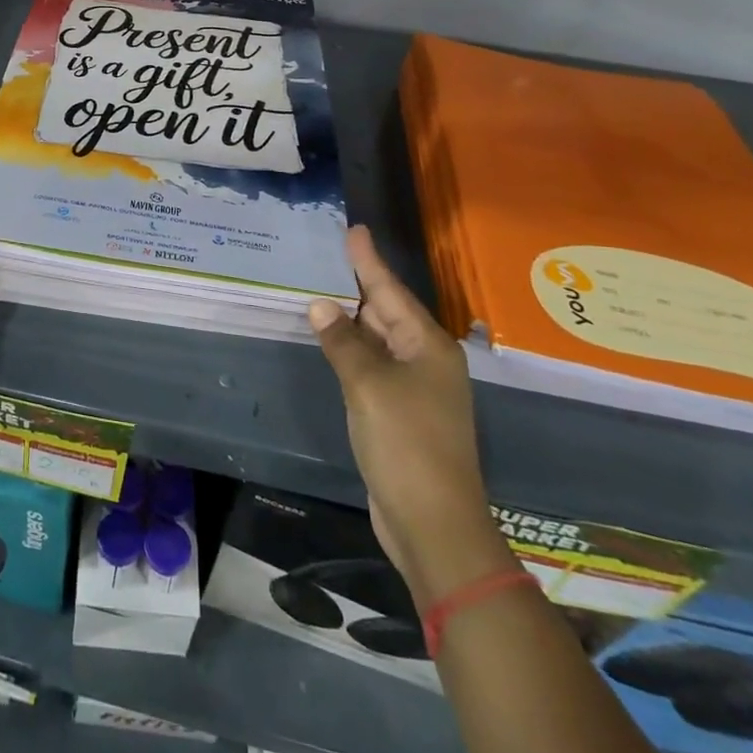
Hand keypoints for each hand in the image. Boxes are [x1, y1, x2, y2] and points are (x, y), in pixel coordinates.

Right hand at [308, 227, 509, 605]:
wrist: (433, 523)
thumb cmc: (405, 444)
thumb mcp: (368, 386)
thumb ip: (342, 343)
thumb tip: (320, 306)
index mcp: (427, 346)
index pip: (390, 291)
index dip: (368, 261)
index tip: (354, 230)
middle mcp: (425, 361)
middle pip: (386, 312)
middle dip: (357, 287)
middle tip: (327, 257)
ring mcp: (415, 389)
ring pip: (378, 341)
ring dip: (351, 320)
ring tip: (322, 291)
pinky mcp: (400, 413)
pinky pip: (372, 367)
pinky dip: (351, 351)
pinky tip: (331, 342)